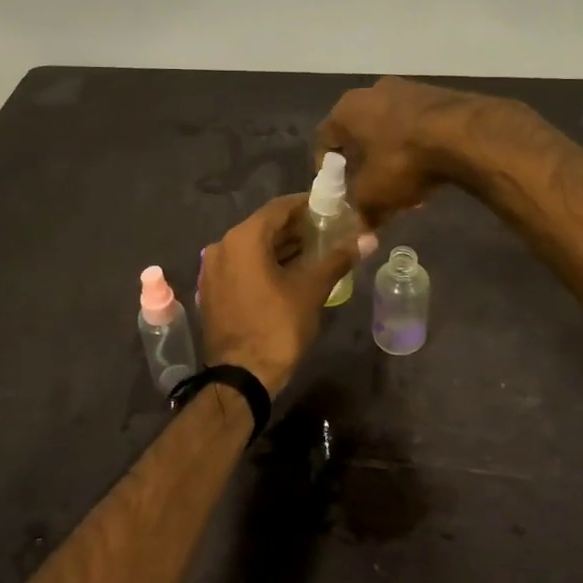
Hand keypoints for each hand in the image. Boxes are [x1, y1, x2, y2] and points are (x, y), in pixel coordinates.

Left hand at [197, 193, 376, 394]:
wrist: (241, 377)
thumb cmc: (277, 326)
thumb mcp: (311, 290)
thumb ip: (337, 259)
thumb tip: (368, 238)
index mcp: (243, 239)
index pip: (279, 208)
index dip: (306, 205)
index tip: (331, 208)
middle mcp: (222, 247)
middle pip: (264, 227)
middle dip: (296, 228)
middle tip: (327, 231)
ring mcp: (213, 270)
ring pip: (253, 248)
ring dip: (282, 247)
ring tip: (315, 251)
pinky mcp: (213, 291)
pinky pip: (242, 266)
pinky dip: (265, 264)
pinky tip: (290, 273)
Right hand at [315, 77, 498, 226]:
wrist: (464, 134)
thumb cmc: (403, 161)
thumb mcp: (373, 195)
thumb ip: (360, 211)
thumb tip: (361, 230)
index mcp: (346, 109)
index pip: (324, 139)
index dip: (326, 168)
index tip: (336, 189)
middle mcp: (372, 91)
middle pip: (359, 133)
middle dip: (363, 163)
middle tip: (370, 189)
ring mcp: (408, 89)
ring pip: (390, 129)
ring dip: (392, 156)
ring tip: (405, 187)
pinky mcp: (438, 95)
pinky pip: (417, 125)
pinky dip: (417, 147)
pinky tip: (429, 171)